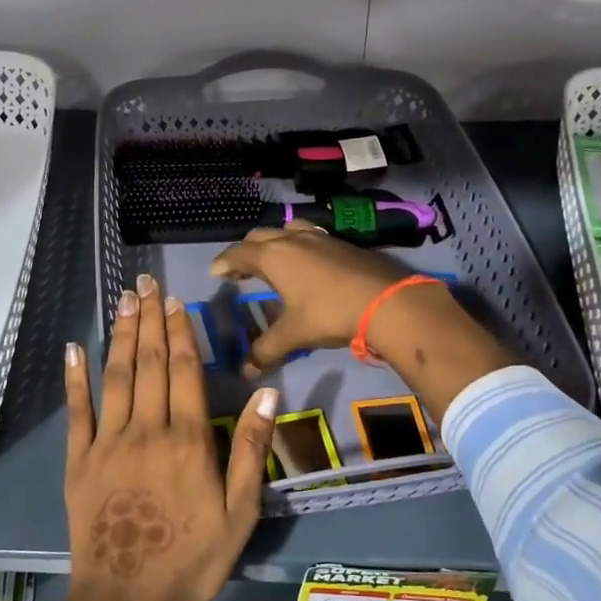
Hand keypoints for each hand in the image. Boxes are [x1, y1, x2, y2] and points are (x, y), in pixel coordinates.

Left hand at [63, 273, 278, 600]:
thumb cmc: (192, 560)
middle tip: (145, 283)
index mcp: (187, 440)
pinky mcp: (79, 461)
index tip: (175, 301)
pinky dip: (76, 378)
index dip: (180, 332)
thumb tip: (267, 392)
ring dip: (121, 335)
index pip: (184, 371)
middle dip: (149, 320)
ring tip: (123, 301)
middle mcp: (146, 430)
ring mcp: (107, 443)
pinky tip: (75, 349)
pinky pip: (78, 411)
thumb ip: (250, 449)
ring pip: (116, 377)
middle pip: (149, 363)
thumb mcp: (239, 512)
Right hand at [209, 222, 447, 373]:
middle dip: (246, 250)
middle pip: (260, 236)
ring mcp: (320, 237)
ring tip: (272, 259)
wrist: (385, 300)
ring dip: (274, 241)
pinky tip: (306, 261)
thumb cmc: (329, 313)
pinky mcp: (342, 243)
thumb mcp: (294, 334)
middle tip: (240, 269)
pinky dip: (298, 244)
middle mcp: (293, 239)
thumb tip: (245, 370)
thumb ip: (266, 349)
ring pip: (287, 230)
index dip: (224, 262)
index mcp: (273, 256)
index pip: (239, 253)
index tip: (216, 272)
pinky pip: (310, 235)